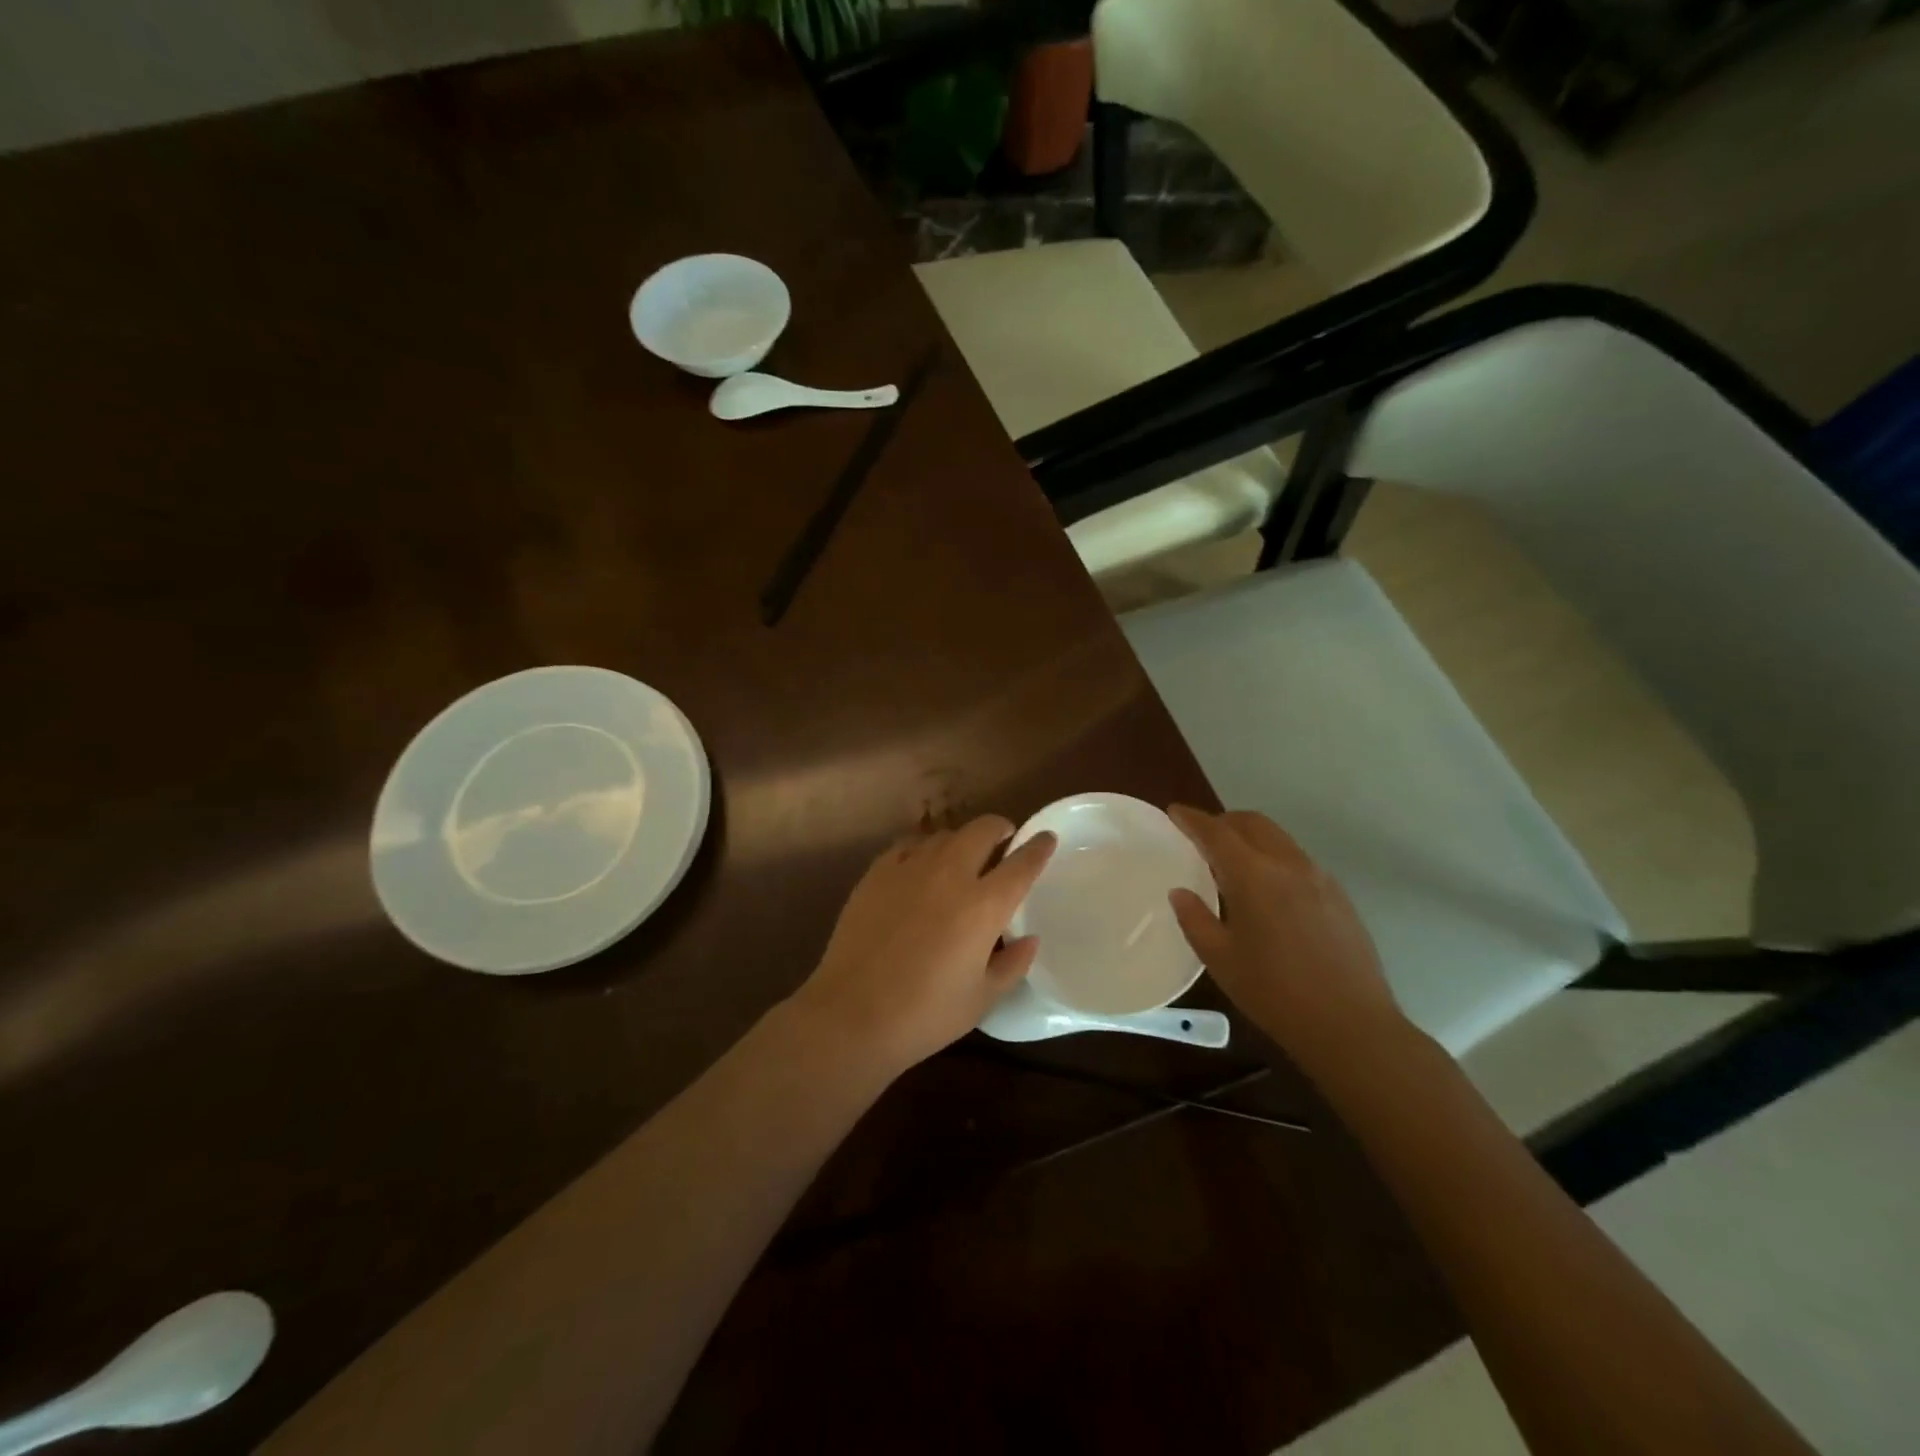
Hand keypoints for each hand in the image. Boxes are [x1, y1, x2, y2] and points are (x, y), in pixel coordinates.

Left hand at [789, 815, 1056, 1079]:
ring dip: (961, 839)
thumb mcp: (982, 998)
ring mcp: (909, 869)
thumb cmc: (926, 1015)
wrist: (852, 1014)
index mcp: (983, 905)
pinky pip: (907, 846)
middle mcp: (950, 875)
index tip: (1046, 838)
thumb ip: (1012, 964)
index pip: (1021, 864)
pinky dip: (923, 848)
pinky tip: (920, 864)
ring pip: (944, 835)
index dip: (1038, 848)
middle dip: (999, 828)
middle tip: (1004, 839)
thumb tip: (1028, 938)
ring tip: (962, 855)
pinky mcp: (876, 873)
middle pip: (982, 831)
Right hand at [1167, 805, 1404, 1075]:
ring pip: (1279, 839)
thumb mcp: (1220, 959)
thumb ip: (1195, 919)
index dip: (1192, 819)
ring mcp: (1320, 879)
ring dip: (1251, 838)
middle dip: (1224, 821)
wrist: (1351, 1026)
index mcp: (1254, 875)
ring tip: (1233, 863)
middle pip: (1253, 823)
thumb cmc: (1274, 993)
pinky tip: (1269, 891)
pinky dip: (1275, 859)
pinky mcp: (1339, 897)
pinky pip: (1299, 861)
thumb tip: (1181, 892)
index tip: (1175, 812)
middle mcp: (1288, 865)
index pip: (1216, 832)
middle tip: (1202, 836)